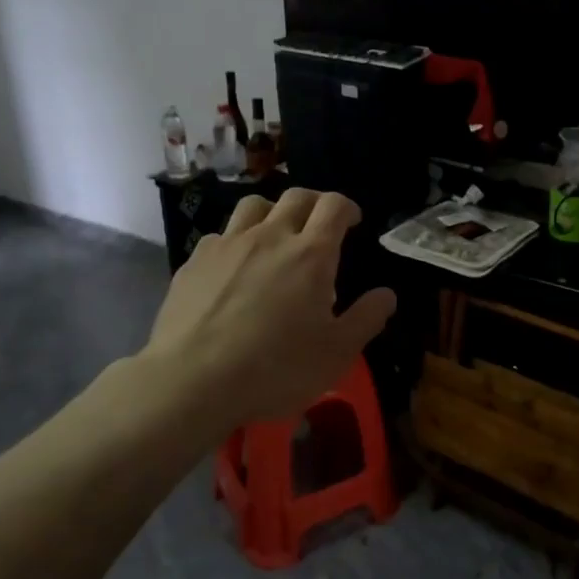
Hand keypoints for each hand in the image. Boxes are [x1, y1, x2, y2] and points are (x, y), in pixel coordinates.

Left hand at [130, 189, 396, 430]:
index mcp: (311, 254)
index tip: (352, 221)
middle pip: (295, 197)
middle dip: (314, 203)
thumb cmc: (276, 368)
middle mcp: (270, 237)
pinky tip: (235, 267)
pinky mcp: (194, 262)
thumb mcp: (337, 353)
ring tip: (276, 234)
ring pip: (254, 206)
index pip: (334, 206)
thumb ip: (366, 318)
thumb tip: (387, 295)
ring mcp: (228, 245)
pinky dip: (236, 240)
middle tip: (320, 224)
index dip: (347, 207)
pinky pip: (221, 235)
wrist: (192, 382)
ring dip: (273, 211)